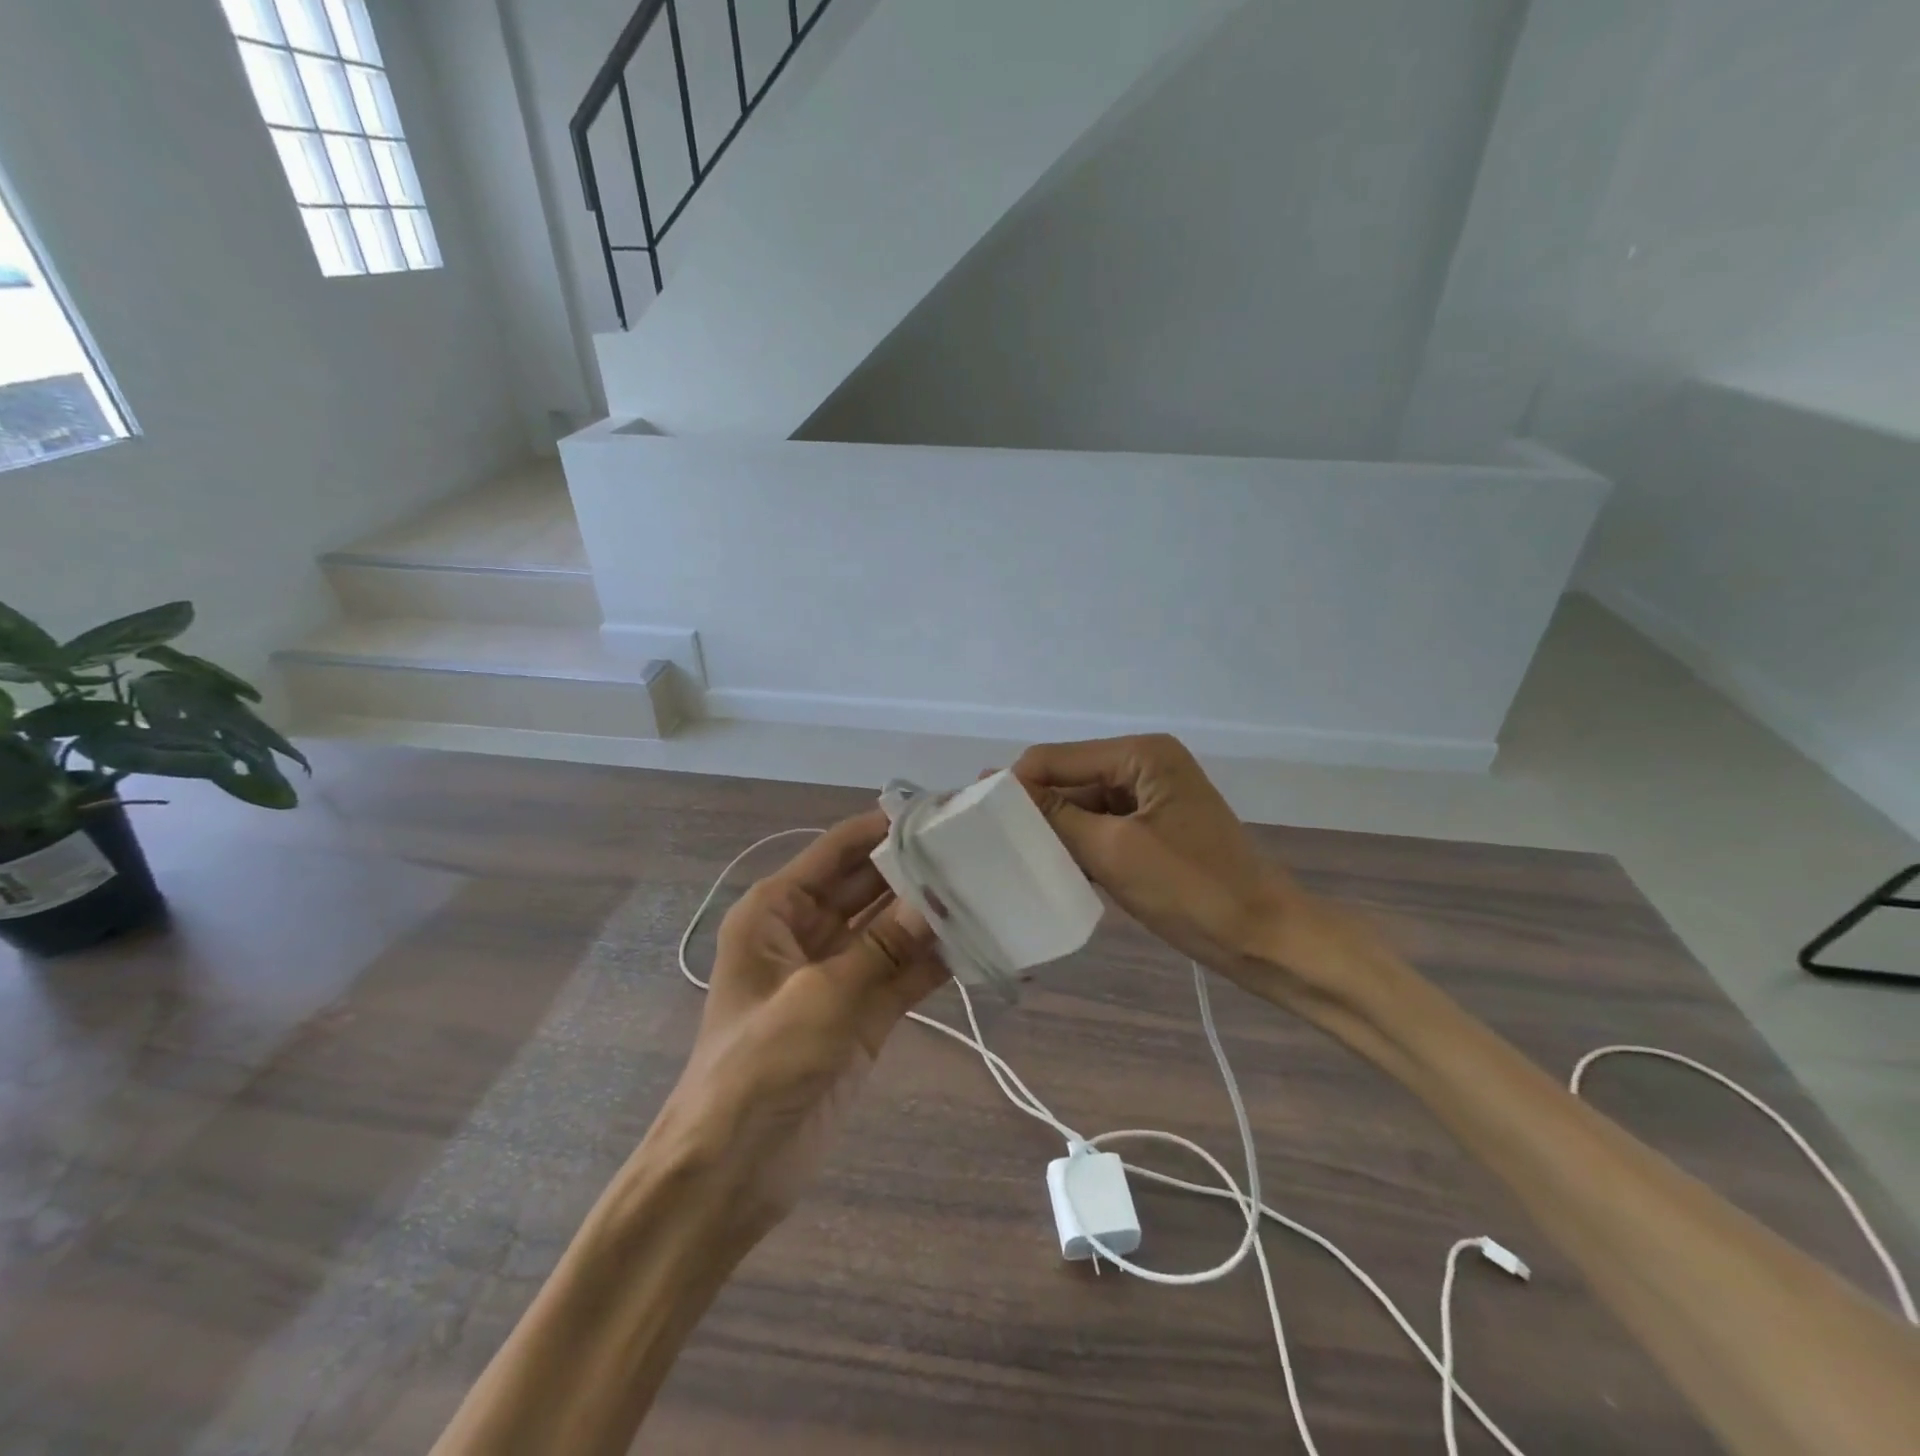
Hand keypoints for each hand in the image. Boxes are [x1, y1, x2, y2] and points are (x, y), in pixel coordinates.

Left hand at [649, 811, 946, 1244]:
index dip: (885, 827)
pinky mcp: (862, 1013)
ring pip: (891, 930)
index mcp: (777, 911)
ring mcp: (837, 974)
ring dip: (931, 915)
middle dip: (917, 869)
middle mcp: (807, 932)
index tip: (941, 811)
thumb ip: (883, 948)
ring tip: (990, 888)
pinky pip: (903, 973)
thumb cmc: (758, 1068)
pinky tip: (979, 942)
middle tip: (979, 848)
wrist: (730, 1173)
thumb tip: (938, 898)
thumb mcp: (820, 999)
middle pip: (869, 886)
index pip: (837, 850)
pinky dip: (935, 960)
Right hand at [1012, 735, 1373, 1009]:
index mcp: (1141, 754)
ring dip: (1054, 831)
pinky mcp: (1154, 828)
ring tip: (1013, 860)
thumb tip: (997, 786)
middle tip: (990, 845)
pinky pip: (1102, 827)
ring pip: (1083, 806)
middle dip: (1034, 810)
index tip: (975, 821)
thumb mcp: (1114, 851)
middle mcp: (1145, 764)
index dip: (1015, 785)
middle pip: (1069, 779)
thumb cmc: (1193, 891)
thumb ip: (1055, 816)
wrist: (1267, 940)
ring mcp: (1151, 797)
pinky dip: (1079, 845)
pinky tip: (1054, 870)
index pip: (1056, 758)